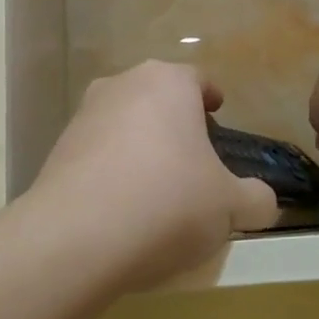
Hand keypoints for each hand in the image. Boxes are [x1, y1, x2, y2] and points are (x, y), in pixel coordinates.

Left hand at [31, 61, 278, 289]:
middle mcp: (122, 86)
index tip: (218, 119)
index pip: (198, 80)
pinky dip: (112, 172)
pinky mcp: (56, 151)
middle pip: (158, 99)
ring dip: (141, 147)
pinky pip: (97, 155)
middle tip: (193, 160)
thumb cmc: (167, 203)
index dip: (212, 99)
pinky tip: (121, 209)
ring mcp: (83, 116)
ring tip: (156, 189)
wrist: (76, 238)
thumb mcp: (230, 207)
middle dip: (175, 123)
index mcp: (168, 83)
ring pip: (124, 124)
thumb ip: (256, 199)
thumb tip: (262, 201)